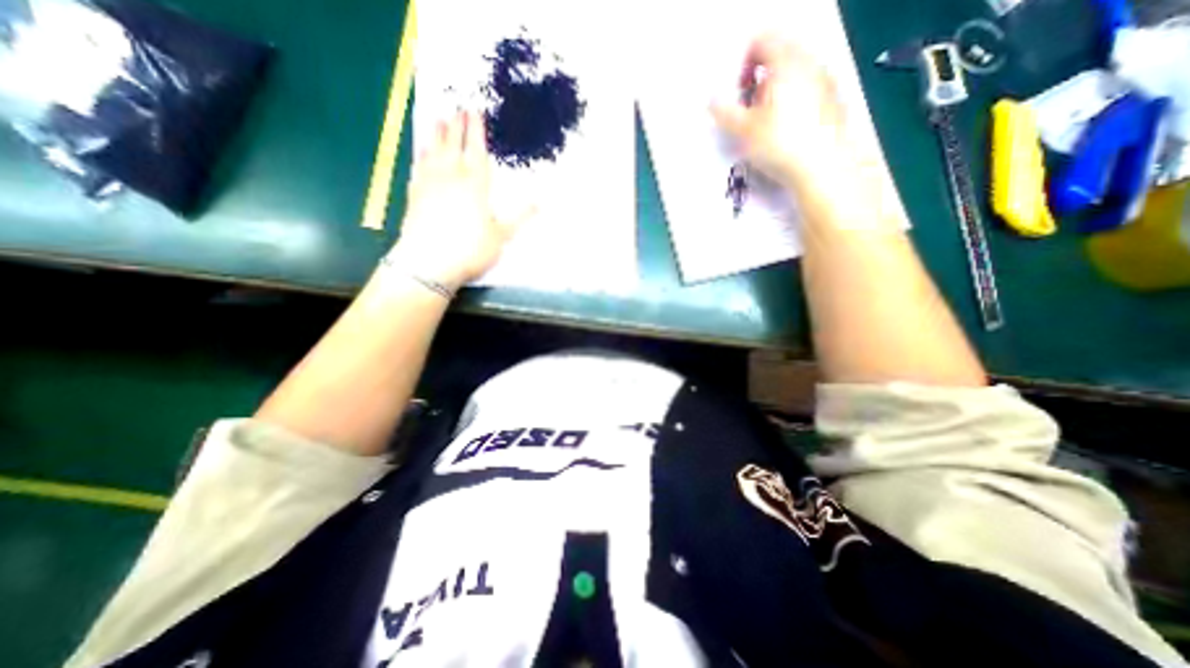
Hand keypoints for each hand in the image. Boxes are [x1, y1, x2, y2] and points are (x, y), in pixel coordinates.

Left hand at [390, 110, 525, 289]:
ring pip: (434, 152)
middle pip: (454, 146)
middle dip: (457, 126)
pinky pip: (418, 167)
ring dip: (437, 135)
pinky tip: (422, 151)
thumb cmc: (470, 249)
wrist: (429, 262)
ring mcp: (430, 184)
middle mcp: (451, 178)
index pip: (477, 152)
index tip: (475, 112)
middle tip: (457, 108)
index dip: (477, 132)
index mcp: (475, 186)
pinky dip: (421, 155)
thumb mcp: (500, 236)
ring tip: (438, 119)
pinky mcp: (414, 194)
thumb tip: (539, 204)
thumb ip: (518, 218)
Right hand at [710, 33, 850, 188]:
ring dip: (776, 89)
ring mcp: (825, 80)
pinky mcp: (834, 100)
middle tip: (750, 105)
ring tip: (766, 119)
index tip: (738, 90)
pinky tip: (787, 127)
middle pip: (781, 54)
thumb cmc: (779, 144)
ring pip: (795, 72)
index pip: (762, 41)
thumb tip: (711, 101)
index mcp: (785, 63)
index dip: (744, 62)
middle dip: (761, 76)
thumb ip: (724, 112)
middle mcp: (809, 63)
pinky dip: (793, 99)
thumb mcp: (744, 130)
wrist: (821, 167)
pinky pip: (808, 88)